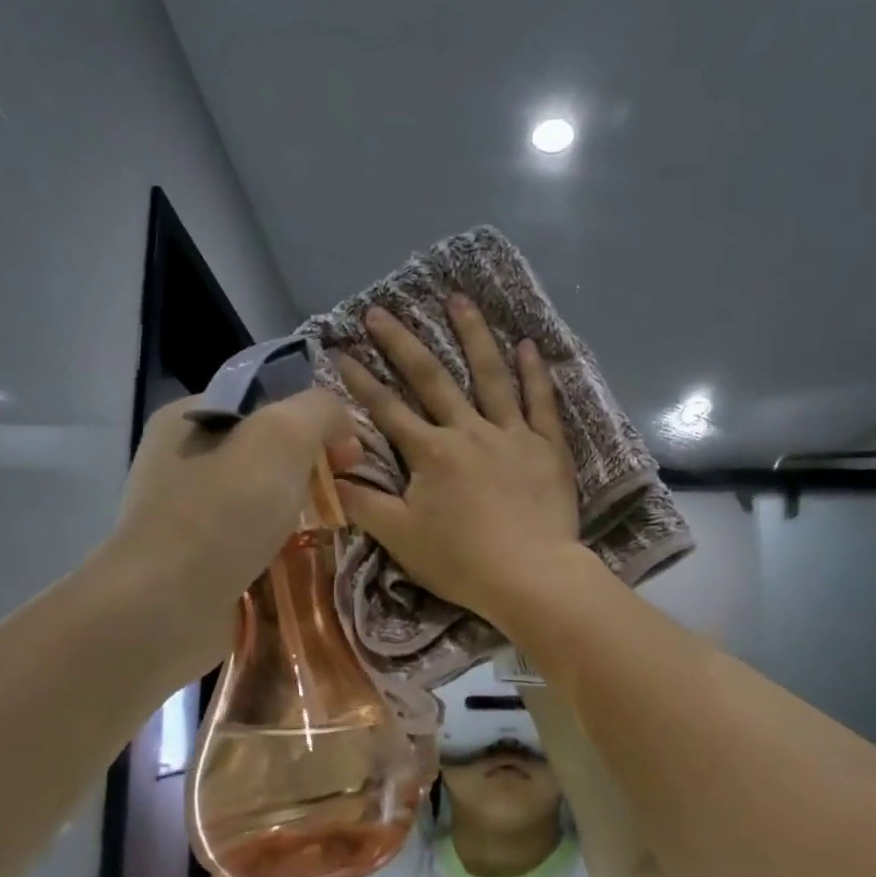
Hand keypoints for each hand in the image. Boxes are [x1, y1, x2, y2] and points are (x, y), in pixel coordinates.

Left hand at [101, 390, 359, 674]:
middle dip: (311, 473)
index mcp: (188, 419)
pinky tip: (306, 564)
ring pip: (262, 504)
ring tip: (334, 532)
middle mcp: (181, 463)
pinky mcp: (197, 564)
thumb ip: (319, 412)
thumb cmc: (223, 511)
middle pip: (265, 456)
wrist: (166, 607)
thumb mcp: (282, 436)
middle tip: (345, 496)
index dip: (313, 421)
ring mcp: (187, 517)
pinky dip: (281, 553)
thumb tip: (342, 424)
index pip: (264, 403)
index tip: (350, 454)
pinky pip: (253, 546)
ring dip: (299, 517)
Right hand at [333, 295, 580, 622]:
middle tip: (380, 310)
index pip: (386, 410)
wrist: (531, 576)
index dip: (359, 381)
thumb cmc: (462, 562)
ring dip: (472, 335)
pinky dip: (534, 373)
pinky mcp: (547, 448)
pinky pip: (540, 403)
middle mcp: (468, 431)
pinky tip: (527, 345)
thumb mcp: (401, 538)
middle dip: (402, 343)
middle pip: (432, 379)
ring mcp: (511, 435)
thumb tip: (328, 475)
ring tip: (459, 299)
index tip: (338, 349)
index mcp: (430, 453)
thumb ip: (363, 504)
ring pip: (490, 375)